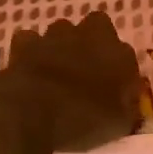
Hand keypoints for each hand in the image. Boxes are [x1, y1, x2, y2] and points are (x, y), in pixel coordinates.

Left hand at [0, 13, 143, 152]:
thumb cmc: (83, 121)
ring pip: (63, 30)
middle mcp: (90, 36)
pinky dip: (31, 51)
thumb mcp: (118, 126)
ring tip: (57, 71)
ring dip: (62, 45)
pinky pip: (30, 40)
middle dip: (93, 43)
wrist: (33, 115)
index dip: (120, 70)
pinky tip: (30, 68)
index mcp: (119, 55)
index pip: (127, 54)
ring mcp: (55, 36)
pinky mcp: (25, 43)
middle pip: (97, 27)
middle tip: (87, 70)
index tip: (115, 88)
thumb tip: (126, 104)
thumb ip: (126, 108)